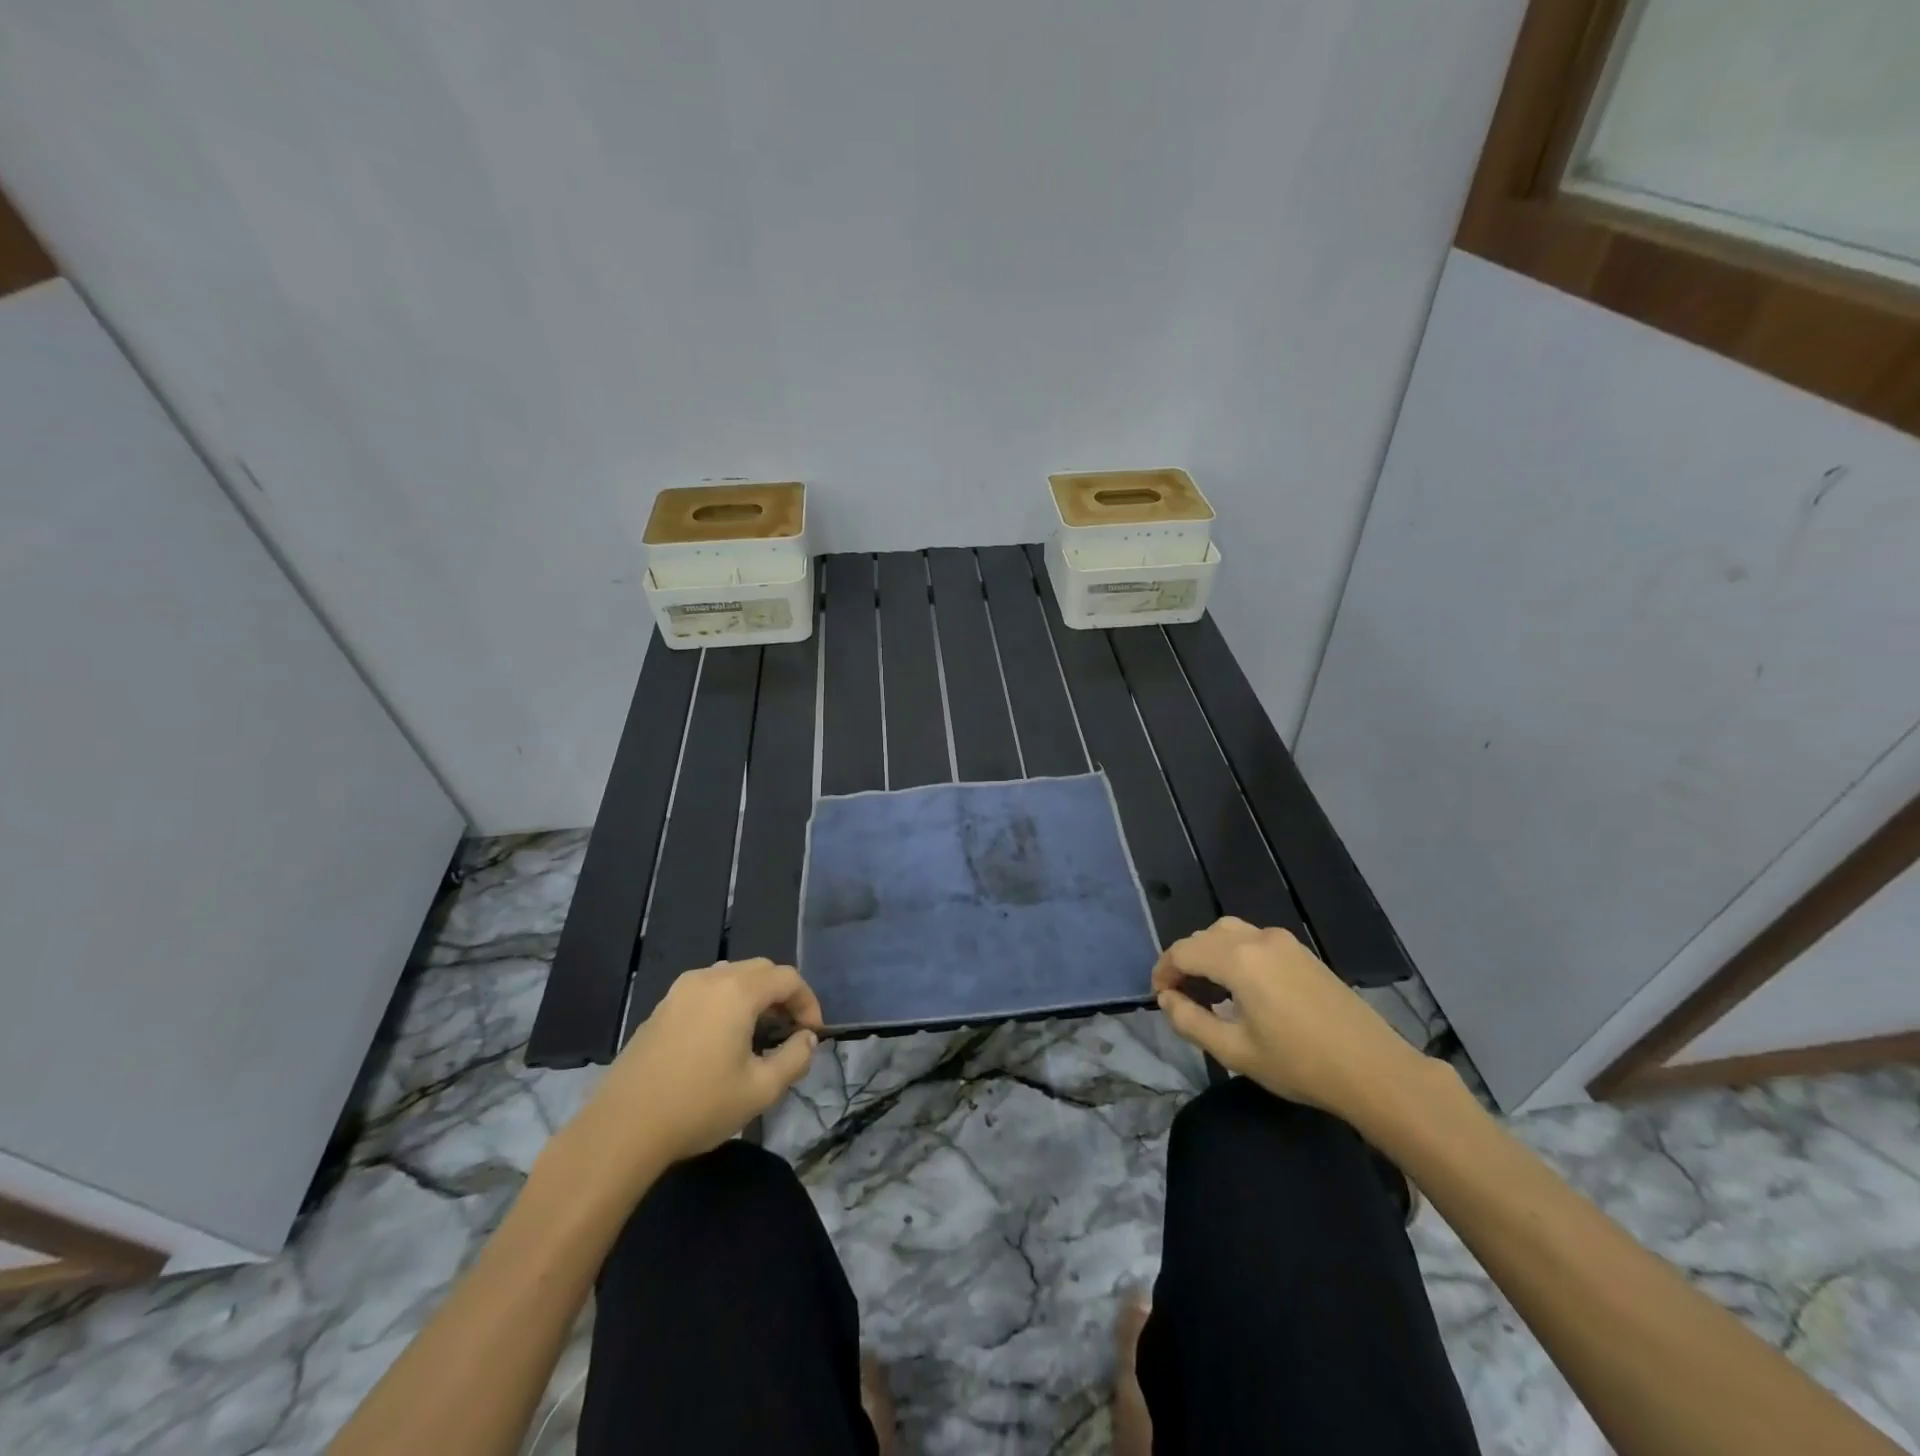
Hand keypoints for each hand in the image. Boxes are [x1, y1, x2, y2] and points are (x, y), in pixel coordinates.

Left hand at [587, 959, 823, 1165]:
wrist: (622, 1129)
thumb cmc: (698, 1106)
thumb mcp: (760, 1090)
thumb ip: (795, 1058)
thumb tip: (807, 1038)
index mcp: (736, 991)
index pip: (787, 978)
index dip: (808, 1001)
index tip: (812, 1034)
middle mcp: (709, 978)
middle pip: (760, 970)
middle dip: (782, 995)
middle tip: (790, 1031)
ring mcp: (680, 990)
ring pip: (731, 976)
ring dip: (754, 996)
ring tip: (759, 1034)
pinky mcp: (661, 1008)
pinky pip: (707, 990)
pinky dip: (727, 1003)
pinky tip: (723, 1040)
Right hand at [1152, 918, 1426, 1118]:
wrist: (1374, 1069)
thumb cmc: (1299, 1063)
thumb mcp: (1234, 1051)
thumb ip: (1190, 1021)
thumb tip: (1167, 999)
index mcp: (1238, 959)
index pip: (1183, 951)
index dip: (1163, 971)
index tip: (1160, 998)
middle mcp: (1258, 939)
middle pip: (1205, 937)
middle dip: (1184, 961)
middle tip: (1179, 996)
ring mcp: (1284, 942)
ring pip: (1230, 933)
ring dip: (1209, 954)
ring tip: (1207, 989)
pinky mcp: (1303, 953)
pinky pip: (1254, 941)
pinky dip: (1234, 954)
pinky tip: (1241, 988)